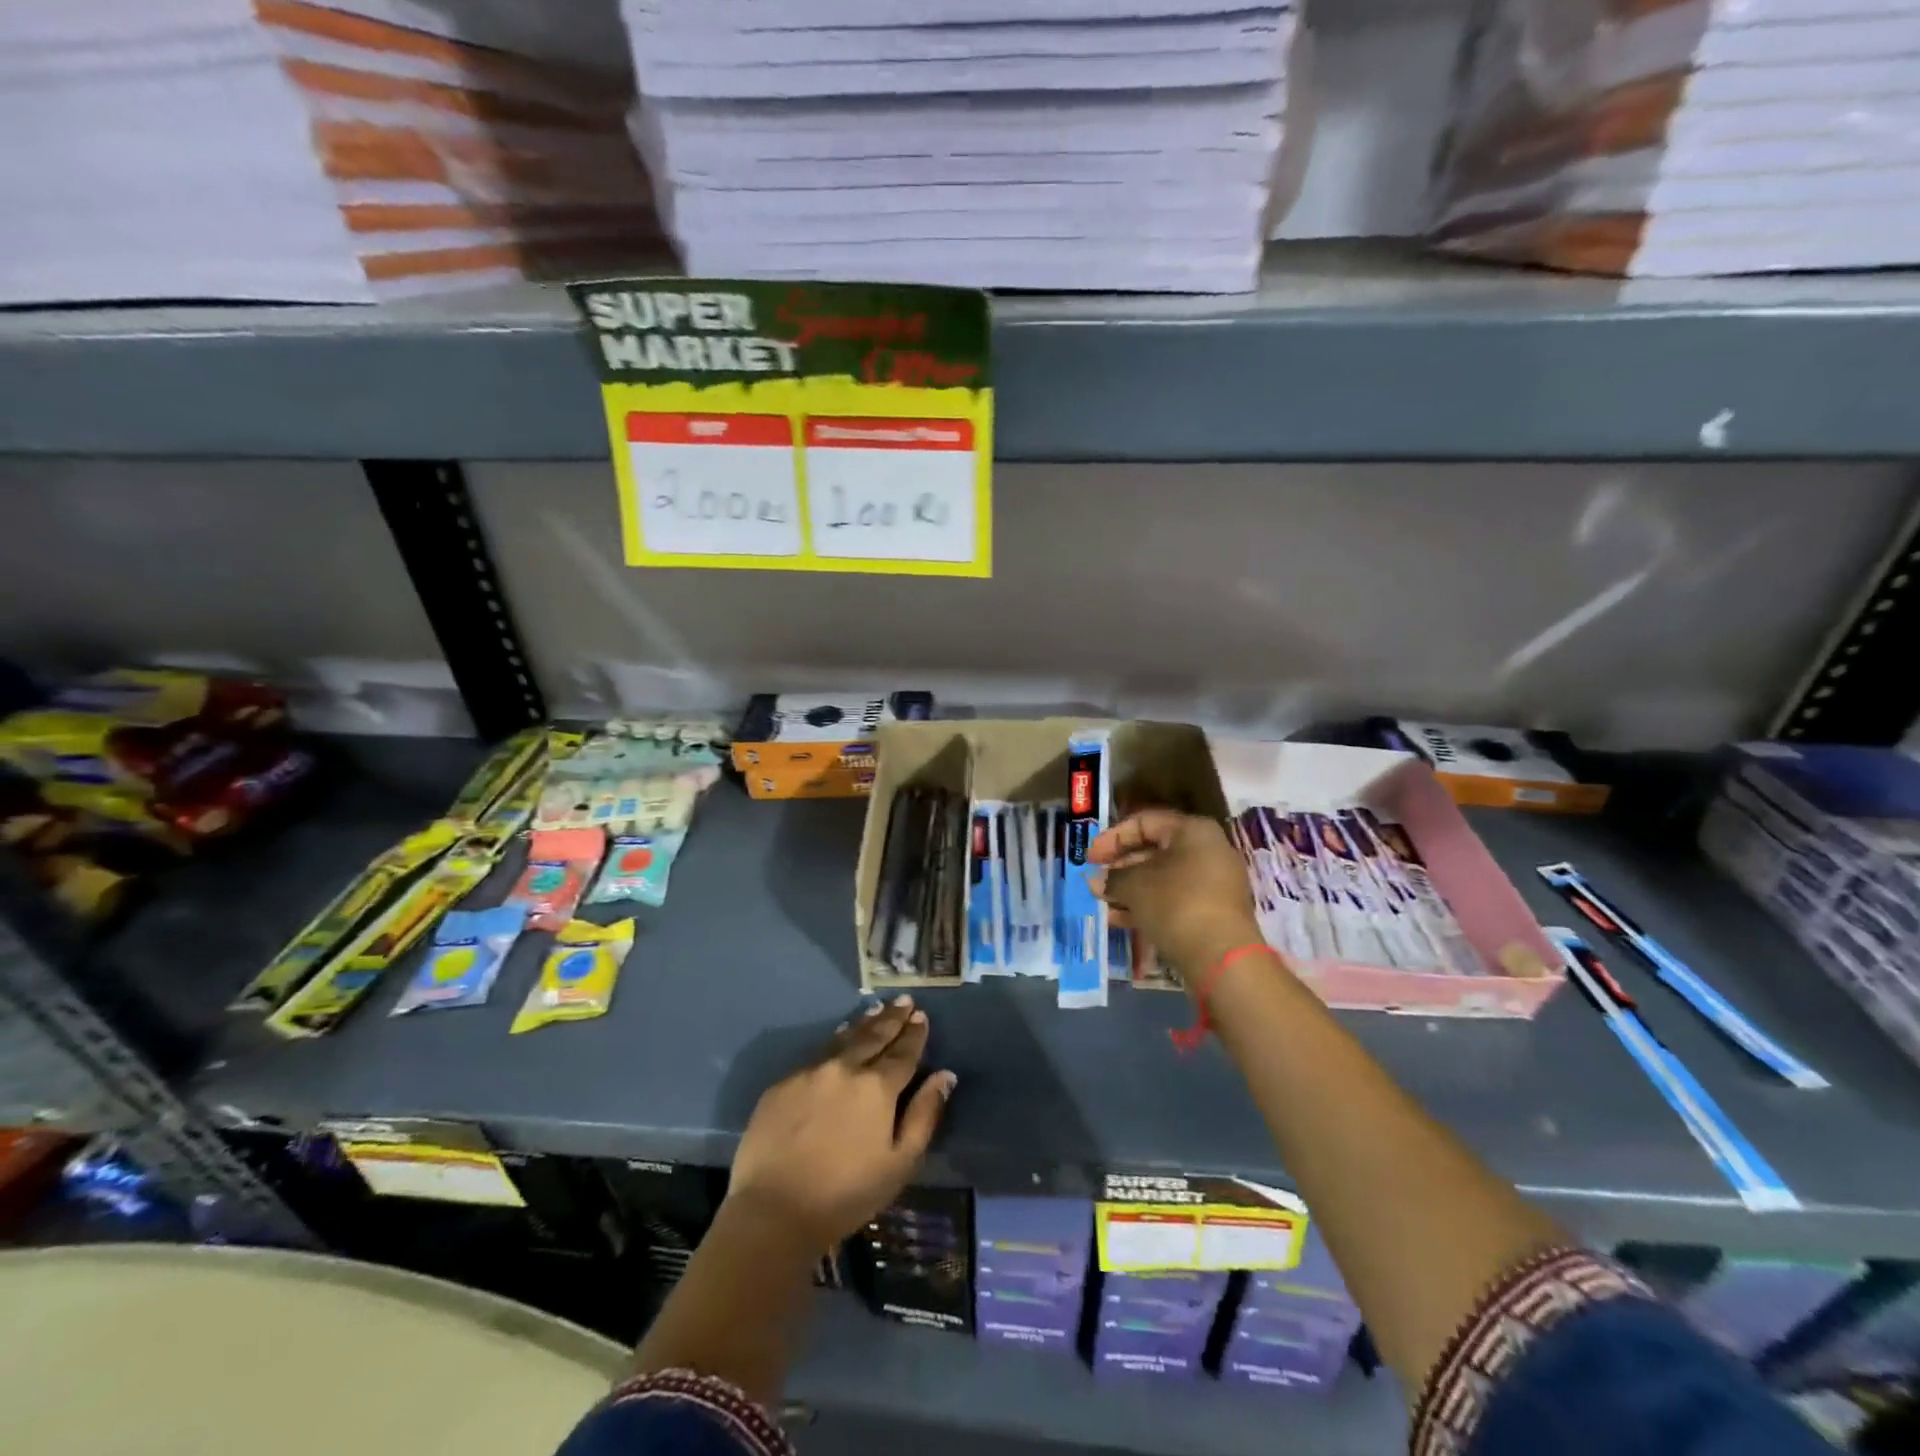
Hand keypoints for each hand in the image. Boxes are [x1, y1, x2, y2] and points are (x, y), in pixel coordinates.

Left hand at [728, 996, 954, 1248]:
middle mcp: (846, 1068)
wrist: (773, 1211)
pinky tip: (840, 1037)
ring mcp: (811, 1072)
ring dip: (864, 1023)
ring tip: (877, 1010)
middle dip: (892, 1018)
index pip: (903, 1052)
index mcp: (877, 1087)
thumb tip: (945, 1076)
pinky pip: (817, 1053)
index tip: (921, 1016)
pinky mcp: (783, 1083)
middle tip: (904, 1001)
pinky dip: (835, 1040)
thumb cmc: (846, 1195)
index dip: (914, 1034)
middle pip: (874, 1035)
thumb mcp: (899, 1163)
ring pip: (844, 1038)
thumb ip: (924, 1115)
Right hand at [1090, 810, 1265, 987]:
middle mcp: (1208, 850)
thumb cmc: (1175, 904)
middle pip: (1154, 851)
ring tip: (1102, 902)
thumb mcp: (1135, 886)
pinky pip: (1174, 899)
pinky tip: (1119, 920)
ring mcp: (1214, 883)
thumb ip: (1112, 878)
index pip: (1145, 822)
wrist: (1221, 958)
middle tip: (1095, 882)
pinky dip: (1148, 905)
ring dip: (1129, 889)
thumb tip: (1095, 881)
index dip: (1112, 837)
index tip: (1090, 858)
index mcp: (1193, 831)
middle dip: (1120, 867)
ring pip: (1162, 879)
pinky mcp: (1213, 912)